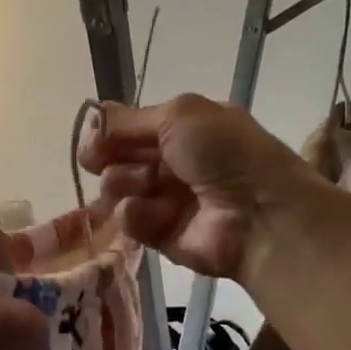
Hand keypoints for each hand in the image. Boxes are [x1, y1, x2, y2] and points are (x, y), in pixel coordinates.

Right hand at [79, 94, 327, 281]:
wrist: (260, 215)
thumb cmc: (224, 153)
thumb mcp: (179, 115)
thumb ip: (127, 119)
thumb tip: (90, 125)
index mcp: (185, 128)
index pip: (129, 127)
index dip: (108, 133)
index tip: (95, 141)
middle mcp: (174, 160)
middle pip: (117, 157)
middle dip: (113, 158)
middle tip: (123, 162)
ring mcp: (166, 198)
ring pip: (116, 188)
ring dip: (124, 184)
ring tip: (146, 186)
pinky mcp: (160, 234)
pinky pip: (128, 220)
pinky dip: (136, 215)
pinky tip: (154, 215)